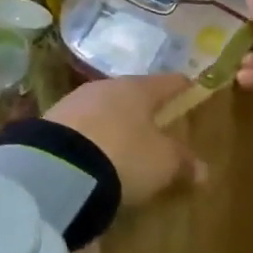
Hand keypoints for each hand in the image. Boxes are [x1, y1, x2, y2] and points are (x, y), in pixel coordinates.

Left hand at [44, 75, 204, 205]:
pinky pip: (79, 127)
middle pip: (132, 94)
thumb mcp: (162, 164)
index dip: (181, 87)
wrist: (56, 170)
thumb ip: (183, 163)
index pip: (168, 82)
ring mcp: (74, 102)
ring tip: (120, 144)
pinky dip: (90, 138)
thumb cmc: (124, 156)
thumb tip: (204, 170)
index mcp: (138, 89)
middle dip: (143, 108)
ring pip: (103, 108)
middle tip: (154, 123)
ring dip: (113, 123)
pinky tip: (91, 155)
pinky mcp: (49, 123)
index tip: (190, 88)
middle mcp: (106, 87)